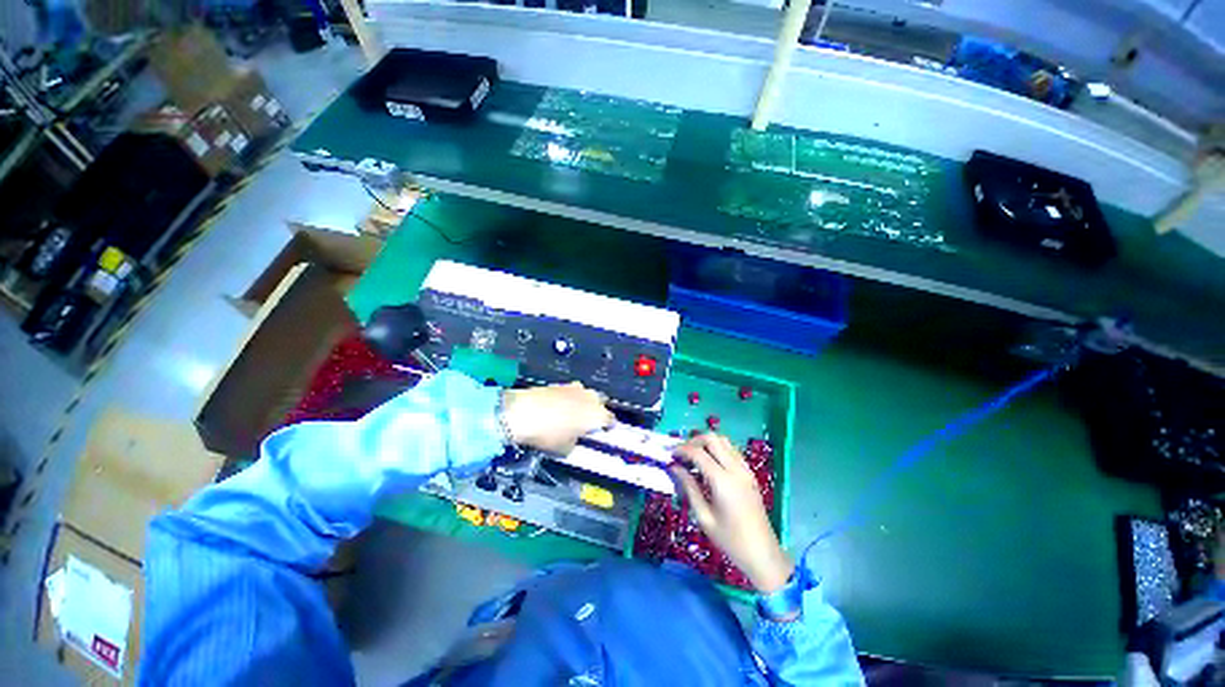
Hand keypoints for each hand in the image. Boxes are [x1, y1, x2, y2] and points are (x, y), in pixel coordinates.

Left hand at [502, 382, 613, 453]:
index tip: (604, 430)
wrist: (525, 412)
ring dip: (583, 402)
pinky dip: (568, 398)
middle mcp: (590, 398)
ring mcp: (575, 388)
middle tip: (588, 422)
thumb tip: (574, 438)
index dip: (608, 426)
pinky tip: (559, 407)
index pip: (610, 419)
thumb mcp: (565, 449)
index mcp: (597, 414)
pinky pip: (570, 392)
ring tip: (573, 413)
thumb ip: (575, 442)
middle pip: (600, 402)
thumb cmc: (549, 434)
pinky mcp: (560, 383)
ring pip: (585, 394)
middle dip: (596, 410)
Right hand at [670, 434, 793, 593]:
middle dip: (694, 441)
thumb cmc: (730, 541)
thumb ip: (689, 488)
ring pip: (724, 441)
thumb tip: (674, 467)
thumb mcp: (704, 517)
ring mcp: (745, 470)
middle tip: (681, 453)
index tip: (670, 454)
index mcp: (723, 481)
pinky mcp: (750, 474)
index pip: (698, 453)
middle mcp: (736, 470)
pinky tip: (710, 462)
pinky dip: (719, 449)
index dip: (682, 450)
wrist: (763, 555)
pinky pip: (733, 451)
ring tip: (693, 455)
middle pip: (713, 439)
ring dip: (707, 443)